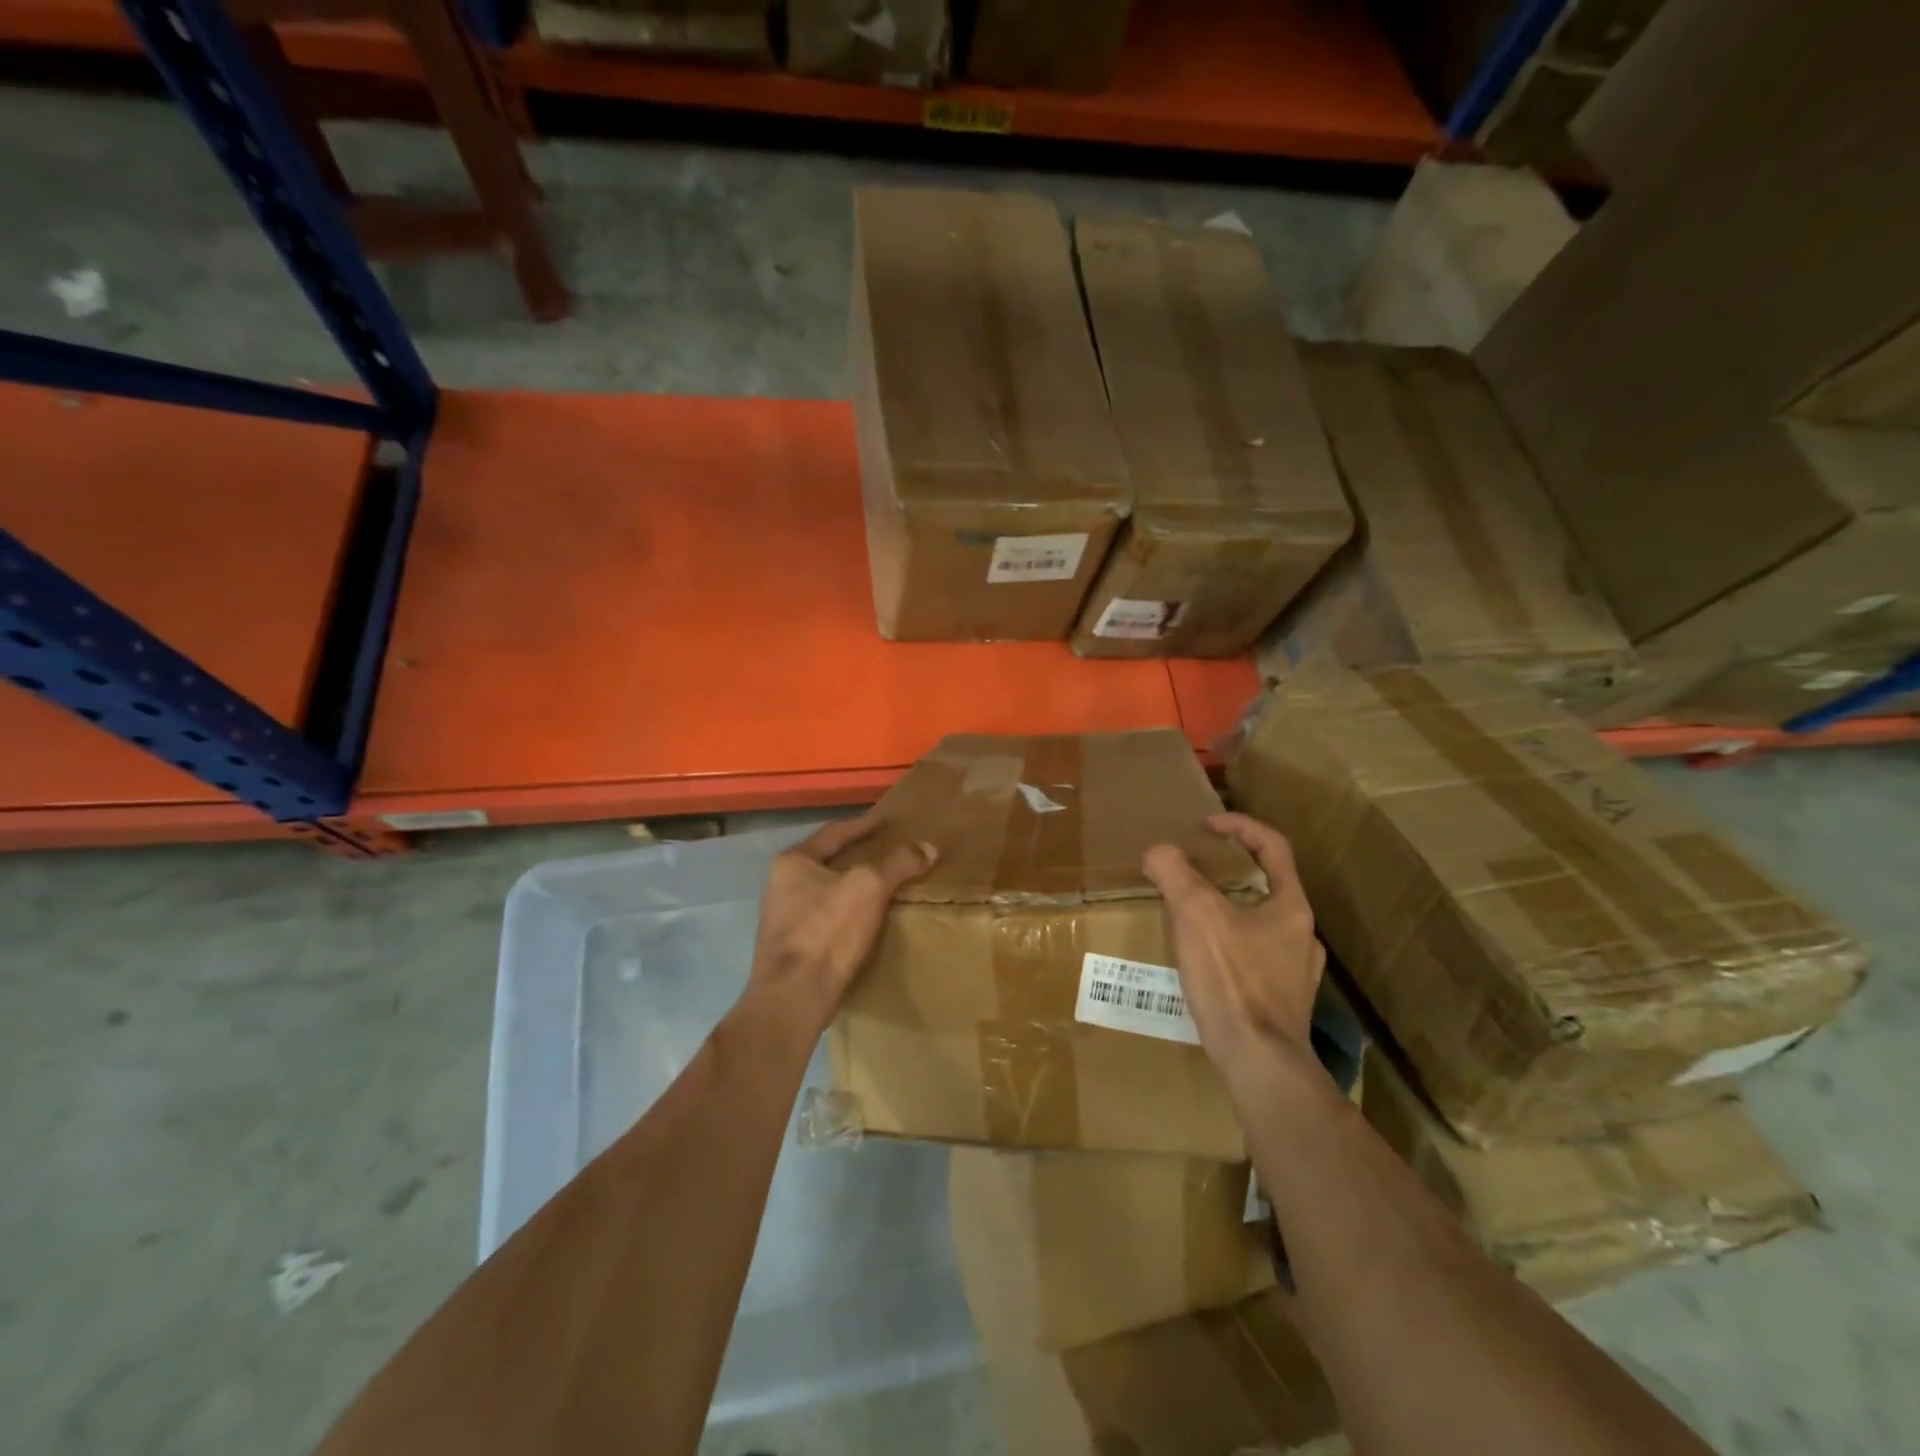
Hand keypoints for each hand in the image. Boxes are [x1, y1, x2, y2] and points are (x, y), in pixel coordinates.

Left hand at [750, 811, 936, 1015]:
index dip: (864, 825)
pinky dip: (847, 911)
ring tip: (881, 883)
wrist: (794, 995)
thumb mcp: (870, 887)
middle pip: (828, 860)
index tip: (886, 821)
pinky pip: (825, 917)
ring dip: (851, 885)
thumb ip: (899, 863)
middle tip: (887, 850)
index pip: (835, 832)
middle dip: (857, 855)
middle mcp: (780, 884)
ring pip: (825, 890)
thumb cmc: (828, 930)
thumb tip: (929, 846)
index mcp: (792, 861)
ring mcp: (782, 917)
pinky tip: (865, 918)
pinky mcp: (791, 946)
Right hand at [1143, 812, 1325, 1078]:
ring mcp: (1297, 971)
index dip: (1239, 826)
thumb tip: (1158, 851)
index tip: (1206, 824)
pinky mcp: (1283, 1001)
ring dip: (1229, 907)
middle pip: (1268, 884)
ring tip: (1192, 913)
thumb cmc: (1232, 979)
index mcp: (1290, 905)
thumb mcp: (1195, 915)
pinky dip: (1229, 942)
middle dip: (1230, 869)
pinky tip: (1204, 959)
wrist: (1259, 1062)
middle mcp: (1301, 934)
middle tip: (1194, 868)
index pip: (1272, 846)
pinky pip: (1255, 955)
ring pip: (1261, 922)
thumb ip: (1174, 874)